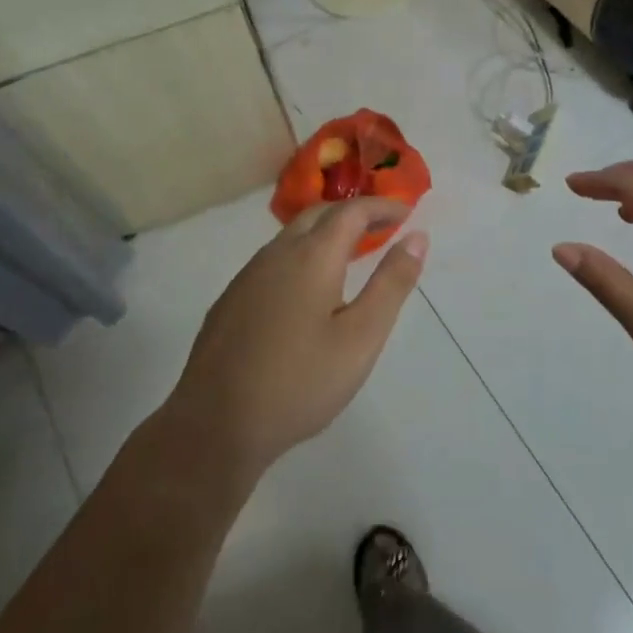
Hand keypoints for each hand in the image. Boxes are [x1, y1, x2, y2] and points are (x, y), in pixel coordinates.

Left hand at [163, 198, 427, 482]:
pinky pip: (272, 260)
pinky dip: (301, 256)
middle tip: (382, 228)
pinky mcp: (230, 300)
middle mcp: (277, 254)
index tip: (407, 214)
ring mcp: (248, 276)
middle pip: (318, 215)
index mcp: (312, 256)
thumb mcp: (362, 337)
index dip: (382, 206)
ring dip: (325, 233)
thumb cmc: (300, 382)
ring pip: (291, 236)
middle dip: (353, 213)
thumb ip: (392, 283)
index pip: (352, 211)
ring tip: (350, 254)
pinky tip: (306, 290)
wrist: (215, 425)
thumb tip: (417, 238)